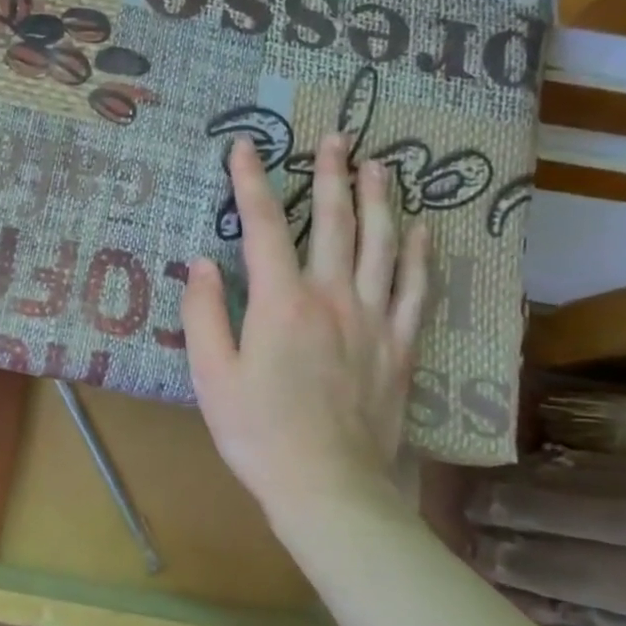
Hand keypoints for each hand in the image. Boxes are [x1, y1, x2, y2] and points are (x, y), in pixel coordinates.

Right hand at [182, 133, 428, 532]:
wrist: (326, 487)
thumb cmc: (257, 432)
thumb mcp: (210, 375)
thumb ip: (203, 313)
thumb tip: (201, 263)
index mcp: (280, 303)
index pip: (262, 226)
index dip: (251, 182)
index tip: (245, 146)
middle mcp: (332, 297)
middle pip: (334, 222)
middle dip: (331, 175)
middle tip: (336, 138)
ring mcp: (373, 320)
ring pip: (382, 245)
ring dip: (381, 200)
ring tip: (381, 166)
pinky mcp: (400, 347)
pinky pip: (415, 290)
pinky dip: (420, 256)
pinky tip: (424, 231)